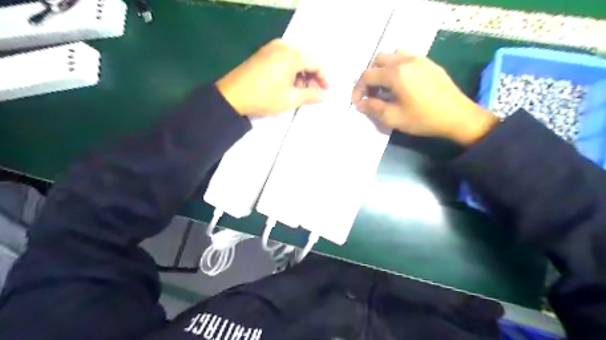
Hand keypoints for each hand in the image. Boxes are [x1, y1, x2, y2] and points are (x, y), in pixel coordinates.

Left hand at [216, 39, 328, 115]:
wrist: (232, 96)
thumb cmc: (264, 97)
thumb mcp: (291, 99)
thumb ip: (311, 95)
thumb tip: (324, 95)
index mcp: (292, 55)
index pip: (315, 63)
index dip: (323, 78)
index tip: (325, 91)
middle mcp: (283, 46)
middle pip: (305, 60)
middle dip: (311, 77)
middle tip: (312, 94)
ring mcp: (271, 48)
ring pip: (294, 60)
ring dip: (300, 75)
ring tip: (299, 92)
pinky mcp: (263, 53)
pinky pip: (283, 59)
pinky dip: (289, 71)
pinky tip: (287, 85)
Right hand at [351, 50, 496, 144]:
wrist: (458, 116)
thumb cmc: (423, 119)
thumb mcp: (394, 118)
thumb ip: (374, 108)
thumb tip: (360, 103)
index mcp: (396, 73)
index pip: (368, 75)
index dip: (359, 89)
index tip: (358, 102)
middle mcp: (406, 60)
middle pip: (379, 60)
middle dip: (370, 76)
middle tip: (371, 93)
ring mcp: (420, 59)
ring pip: (393, 55)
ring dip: (384, 69)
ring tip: (385, 86)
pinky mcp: (430, 63)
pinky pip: (407, 57)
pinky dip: (398, 67)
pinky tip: (402, 83)